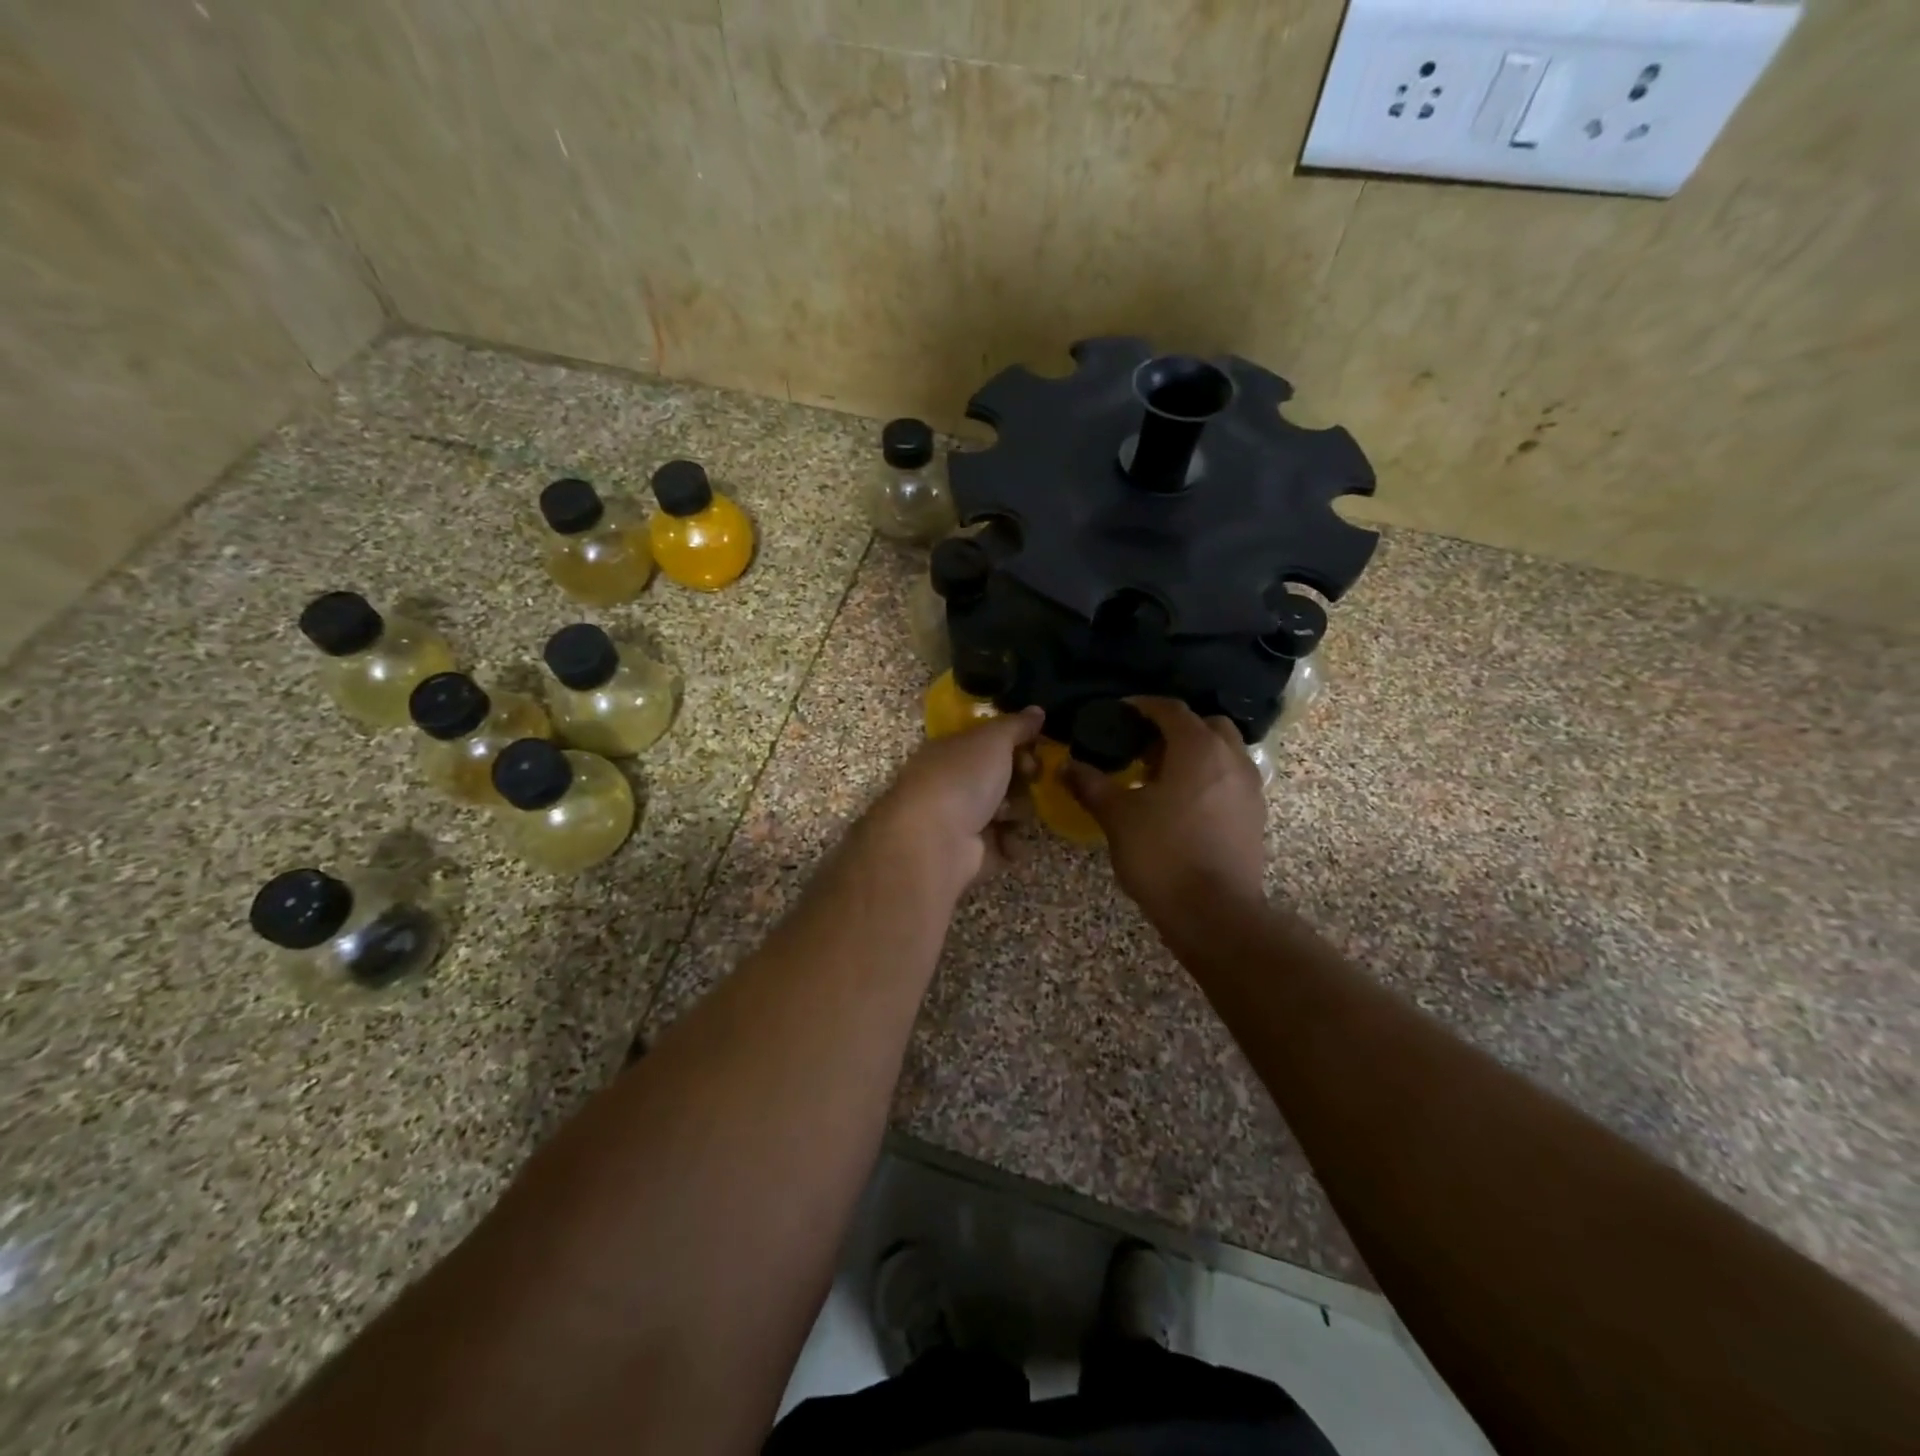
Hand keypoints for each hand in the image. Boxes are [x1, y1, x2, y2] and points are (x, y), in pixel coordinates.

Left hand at [866, 708, 1045, 889]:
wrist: (934, 840)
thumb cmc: (961, 778)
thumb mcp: (992, 739)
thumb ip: (1017, 725)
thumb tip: (1037, 711)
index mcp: (952, 752)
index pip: (991, 744)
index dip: (1017, 745)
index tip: (1033, 749)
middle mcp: (955, 784)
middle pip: (1004, 778)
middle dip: (1022, 780)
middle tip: (1028, 779)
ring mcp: (963, 820)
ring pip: (1009, 811)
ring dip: (1017, 812)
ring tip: (1006, 816)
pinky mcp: (974, 853)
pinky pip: (1006, 845)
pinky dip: (1011, 844)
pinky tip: (1008, 842)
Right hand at [1063, 697, 1266, 925]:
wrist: (1214, 912)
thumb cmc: (1162, 854)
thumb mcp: (1117, 816)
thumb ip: (1091, 784)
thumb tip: (1068, 765)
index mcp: (1197, 748)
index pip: (1170, 709)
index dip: (1143, 706)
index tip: (1119, 713)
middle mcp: (1231, 758)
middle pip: (1205, 725)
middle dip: (1176, 729)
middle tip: (1144, 748)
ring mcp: (1249, 787)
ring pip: (1224, 752)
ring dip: (1196, 754)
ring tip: (1163, 777)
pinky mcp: (1256, 815)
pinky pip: (1232, 780)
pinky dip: (1210, 778)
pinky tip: (1185, 804)